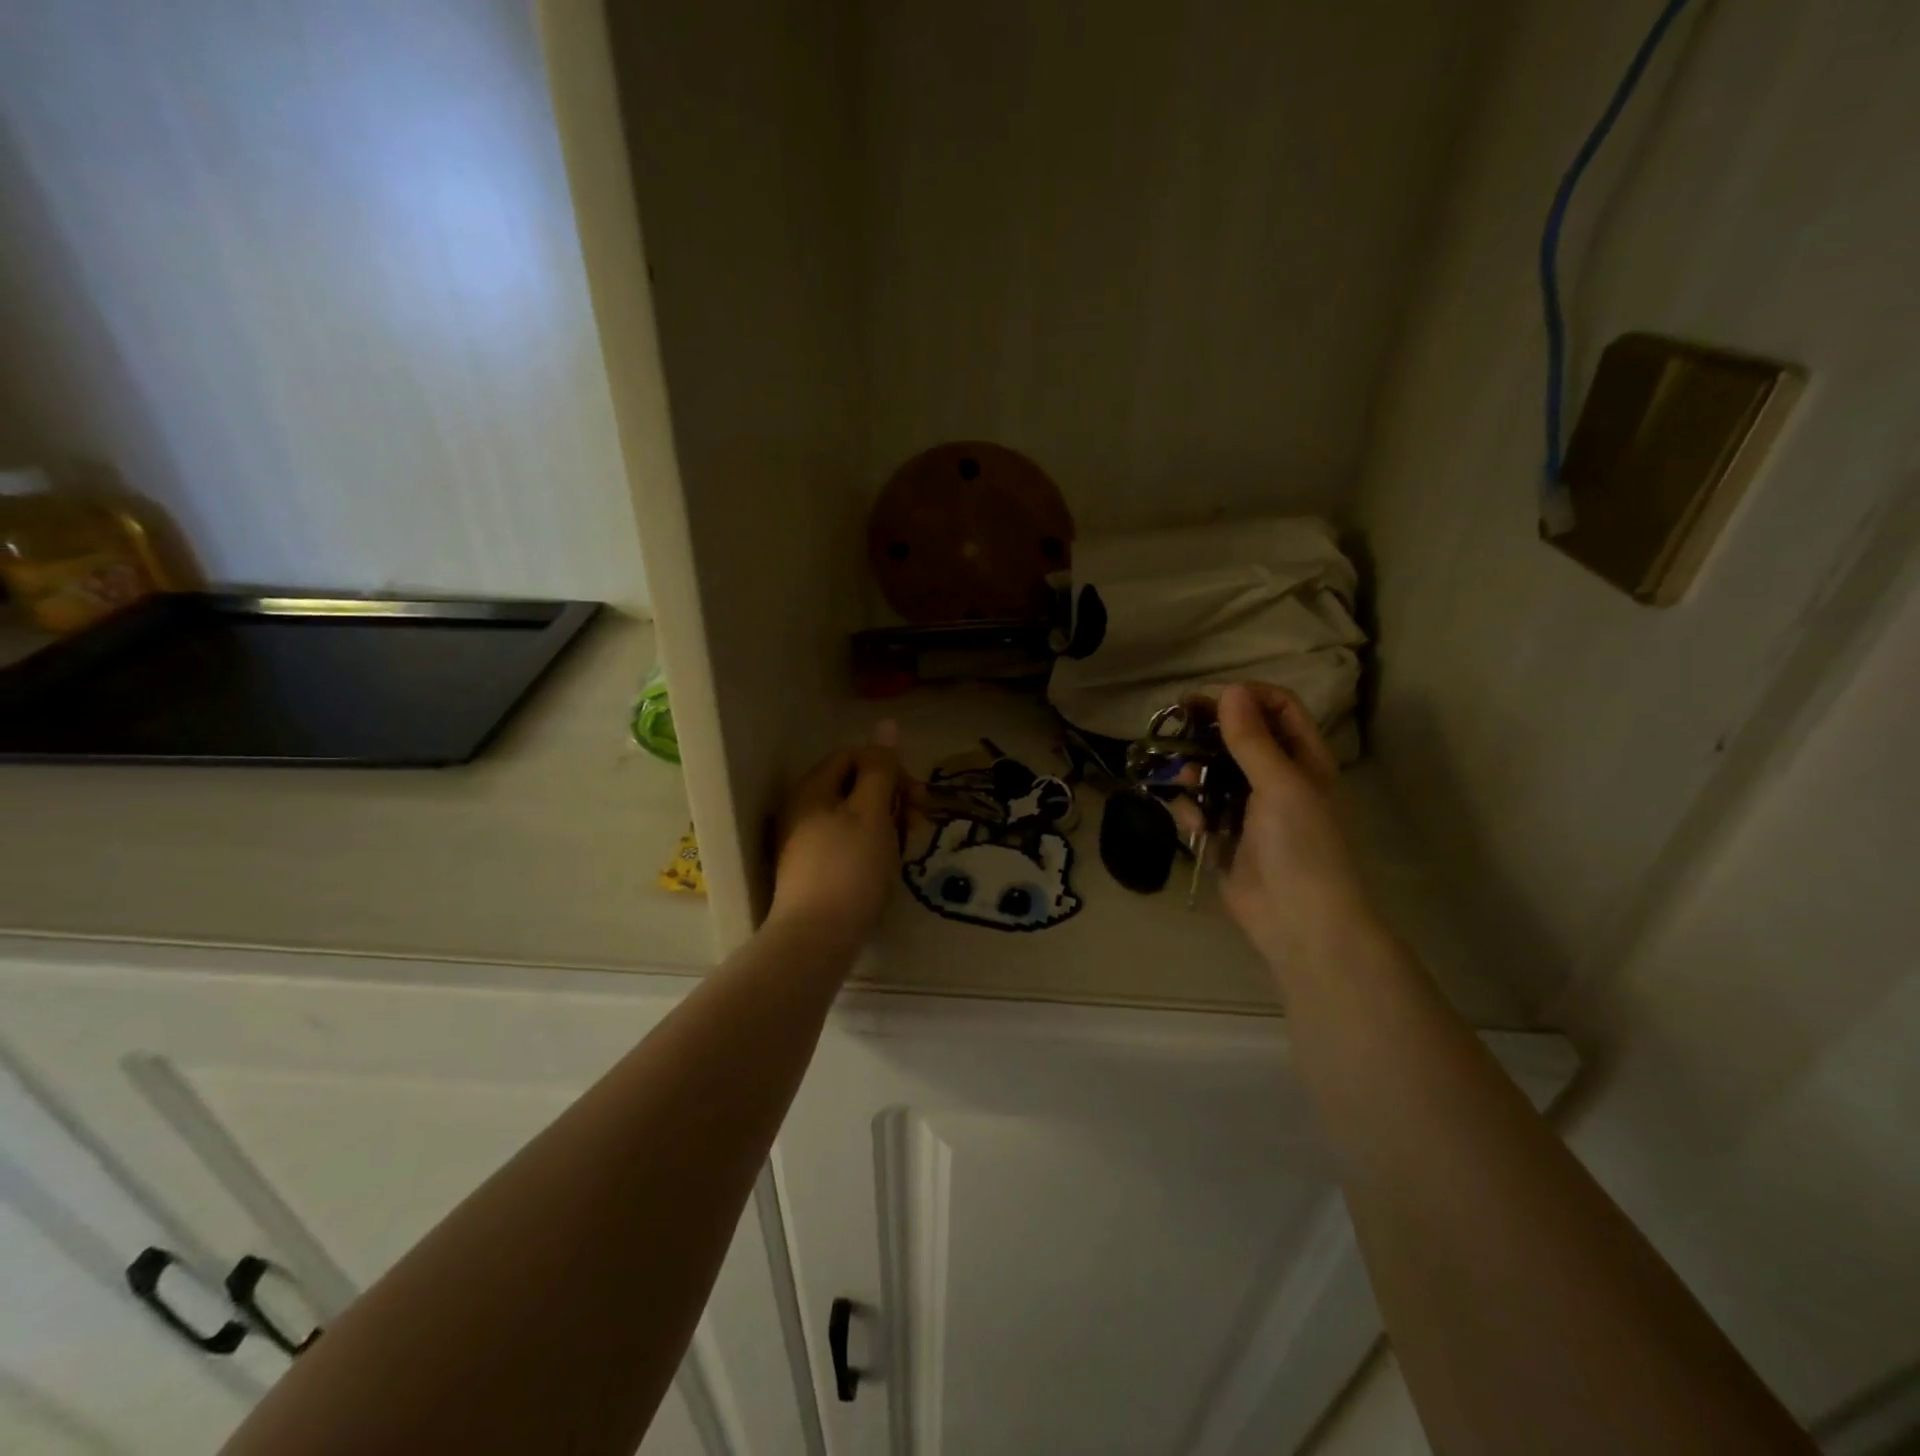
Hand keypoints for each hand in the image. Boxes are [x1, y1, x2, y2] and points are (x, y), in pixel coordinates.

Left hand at [768, 724, 906, 949]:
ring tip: (906, 849)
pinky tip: (888, 867)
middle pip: (855, 786)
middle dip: (893, 798)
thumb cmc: (849, 868)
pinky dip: (873, 847)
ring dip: (888, 824)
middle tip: (918, 824)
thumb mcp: (871, 812)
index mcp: (813, 789)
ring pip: (856, 817)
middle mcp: (803, 810)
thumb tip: (887, 724)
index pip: (855, 756)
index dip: (890, 768)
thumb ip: (881, 768)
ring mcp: (806, 842)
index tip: (916, 796)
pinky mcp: (815, 871)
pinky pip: (849, 843)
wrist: (817, 939)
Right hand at [1197, 684, 1376, 970]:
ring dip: (1194, 768)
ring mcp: (1250, 809)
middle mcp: (1278, 778)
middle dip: (1209, 729)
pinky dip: (1190, 807)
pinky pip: (1201, 809)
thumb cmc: (1301, 846)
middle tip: (1173, 721)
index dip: (1245, 697)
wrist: (1299, 922)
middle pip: (1241, 737)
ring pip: (1215, 772)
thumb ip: (1251, 739)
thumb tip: (1229, 690)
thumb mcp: (1280, 785)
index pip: (1278, 708)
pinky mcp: (1226, 837)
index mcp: (1304, 761)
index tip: (1205, 699)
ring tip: (1177, 773)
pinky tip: (1185, 813)